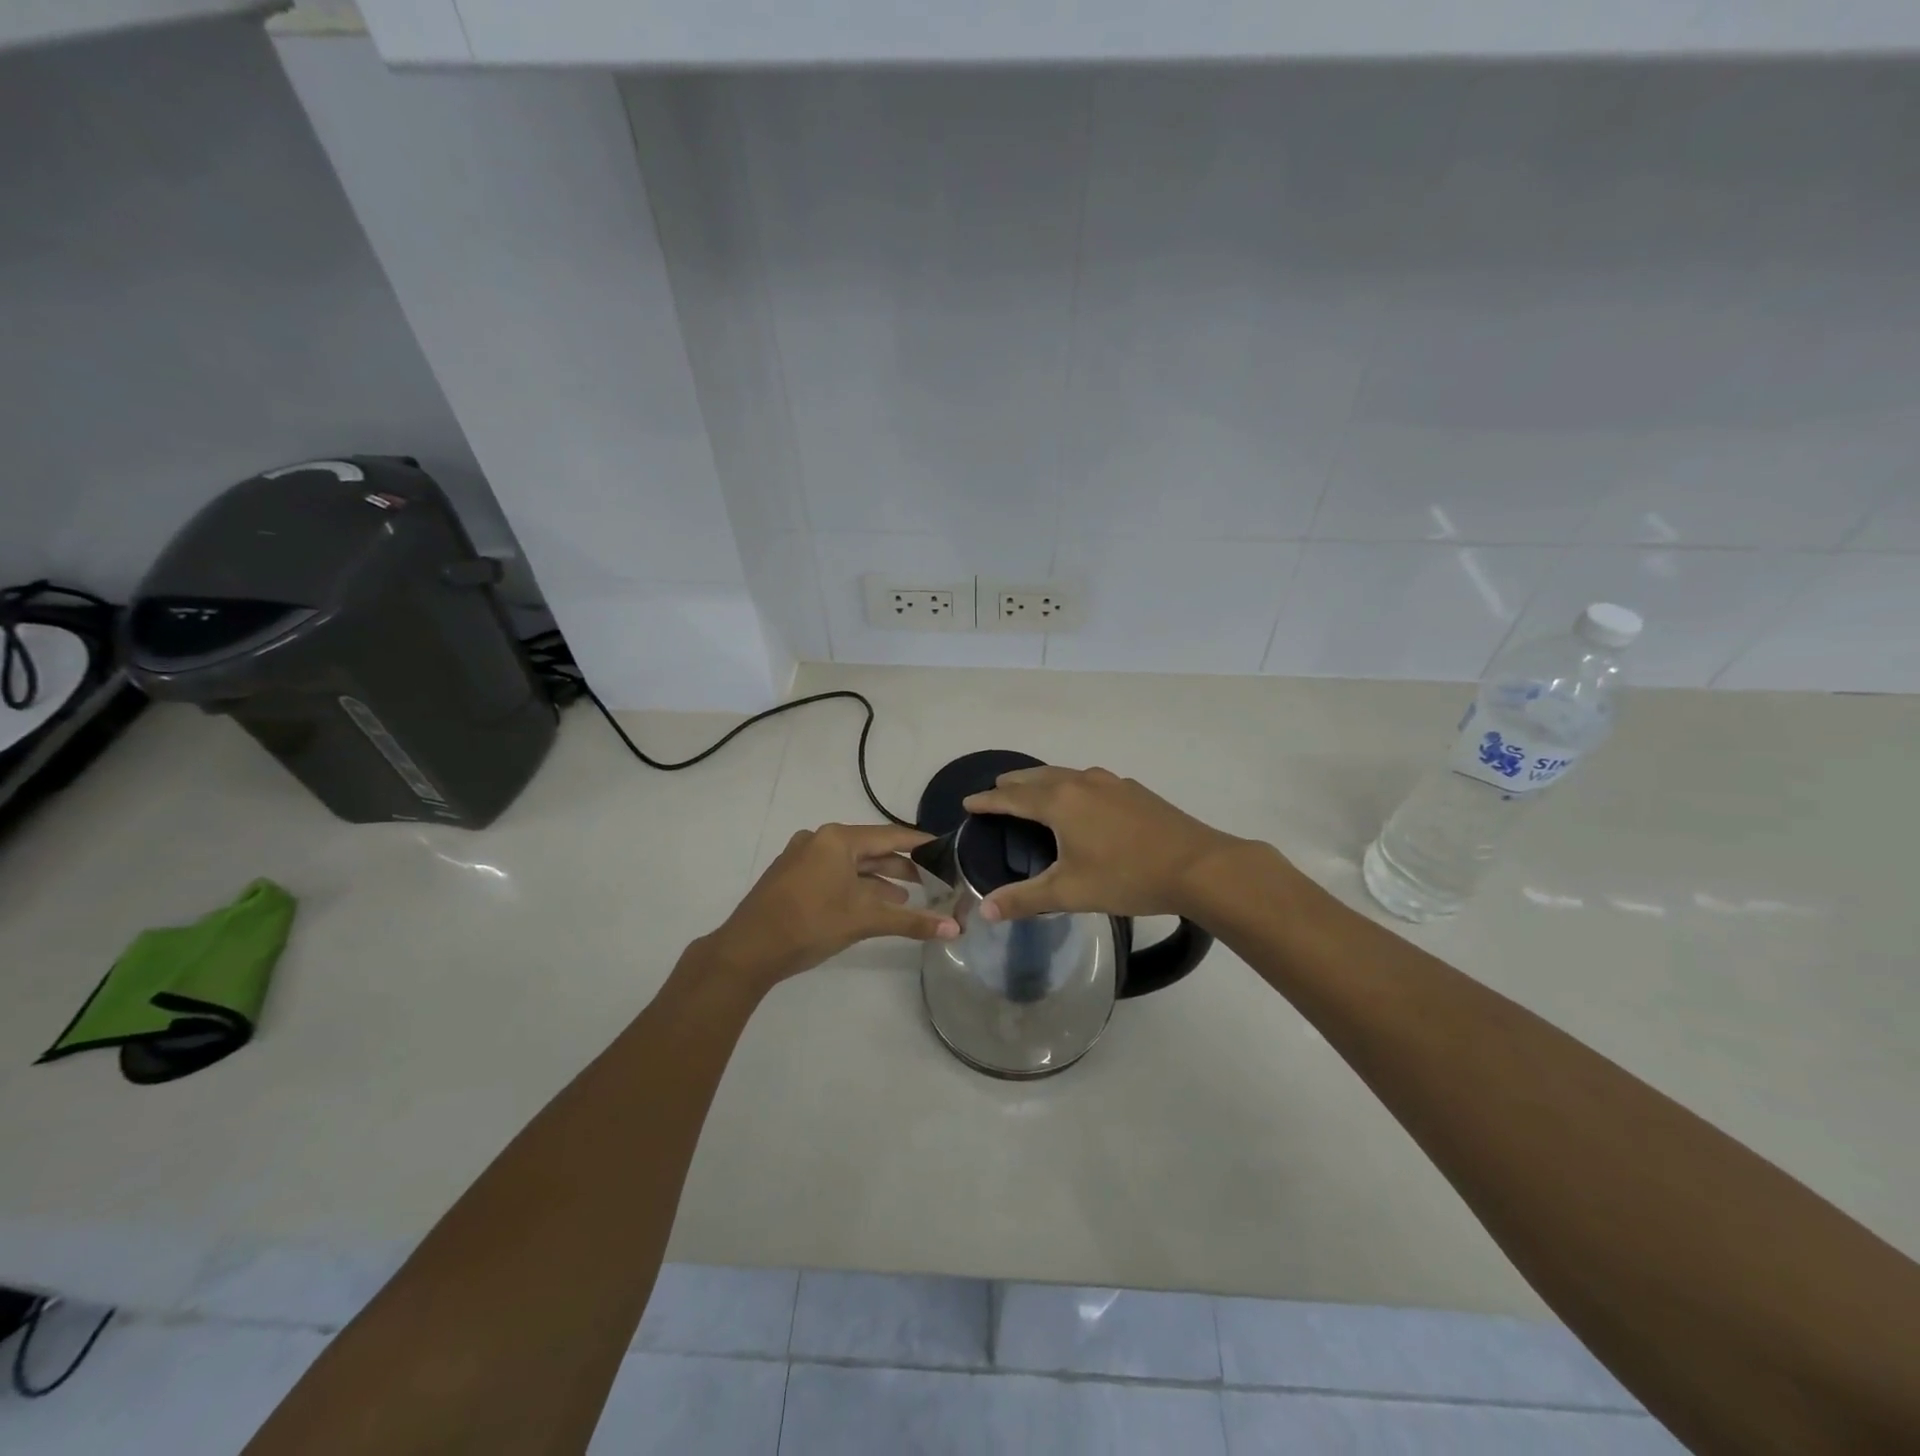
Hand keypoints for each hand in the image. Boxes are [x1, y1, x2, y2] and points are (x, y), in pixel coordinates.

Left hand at [700, 823, 958, 989]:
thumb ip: (911, 921)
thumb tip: (955, 929)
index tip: (946, 849)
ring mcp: (802, 856)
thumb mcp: (865, 920)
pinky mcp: (791, 875)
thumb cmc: (810, 924)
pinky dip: (855, 885)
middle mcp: (820, 839)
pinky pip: (833, 872)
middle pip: (870, 849)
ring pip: (851, 863)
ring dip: (878, 879)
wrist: (747, 950)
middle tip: (931, 880)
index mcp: (838, 839)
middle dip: (900, 866)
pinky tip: (870, 903)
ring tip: (906, 898)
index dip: (920, 845)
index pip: (891, 836)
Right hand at [962, 766, 1245, 921]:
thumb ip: (1025, 900)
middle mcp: (1081, 782)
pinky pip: (1089, 781)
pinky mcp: (1134, 790)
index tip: (968, 802)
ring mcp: (1111, 783)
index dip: (987, 801)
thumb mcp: (1070, 892)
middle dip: (1013, 784)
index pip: (1012, 798)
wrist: (1198, 866)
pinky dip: (1071, 785)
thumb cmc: (1127, 877)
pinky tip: (1083, 801)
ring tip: (1033, 791)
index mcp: (1060, 802)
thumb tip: (984, 911)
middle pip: (1037, 777)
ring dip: (1043, 780)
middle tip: (996, 791)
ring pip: (1065, 774)